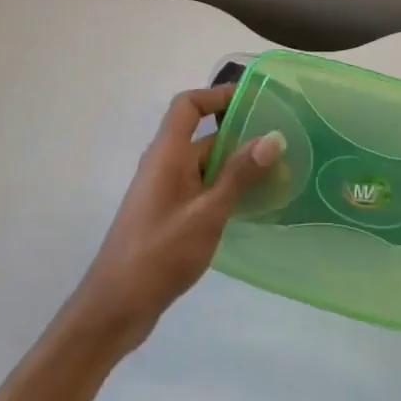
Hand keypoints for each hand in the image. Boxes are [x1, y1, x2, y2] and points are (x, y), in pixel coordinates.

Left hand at [67, 86, 284, 350]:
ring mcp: (165, 192)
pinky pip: (202, 189)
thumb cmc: (160, 253)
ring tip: (279, 173)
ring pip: (205, 165)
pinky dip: (227, 189)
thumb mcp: (207, 213)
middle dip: (240, 135)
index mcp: (166, 155)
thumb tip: (273, 137)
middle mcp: (164, 166)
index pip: (188, 106)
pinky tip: (255, 205)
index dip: (217, 95)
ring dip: (238, 165)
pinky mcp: (170, 215)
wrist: (117, 306)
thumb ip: (239, 175)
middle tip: (283, 142)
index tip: (255, 100)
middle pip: (202, 135)